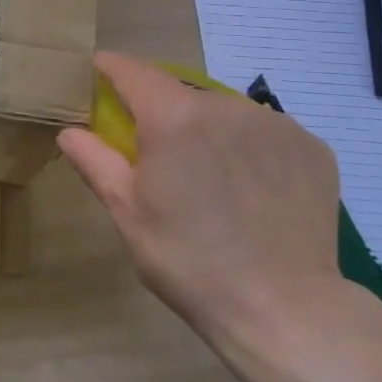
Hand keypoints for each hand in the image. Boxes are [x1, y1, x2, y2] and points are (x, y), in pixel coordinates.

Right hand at [59, 52, 363, 352]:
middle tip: (159, 157)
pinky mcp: (312, 147)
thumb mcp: (127, 213)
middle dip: (162, 114)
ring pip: (225, 113)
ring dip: (208, 131)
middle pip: (180, 94)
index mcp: (173, 117)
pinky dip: (250, 149)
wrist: (285, 311)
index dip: (110, 70)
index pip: (132, 71)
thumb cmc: (190, 261)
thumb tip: (70, 131)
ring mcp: (275, 124)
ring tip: (211, 180)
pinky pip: (265, 133)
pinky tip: (252, 191)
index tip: (97, 76)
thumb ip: (95, 161)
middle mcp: (225, 105)